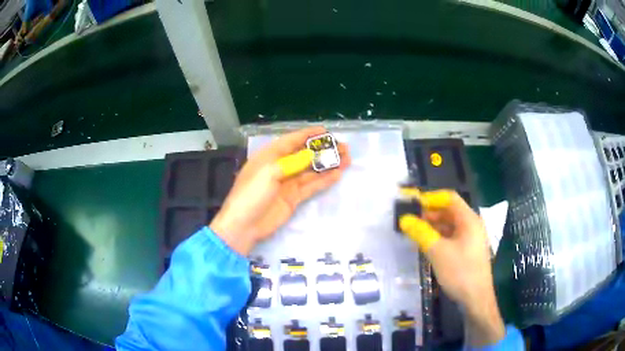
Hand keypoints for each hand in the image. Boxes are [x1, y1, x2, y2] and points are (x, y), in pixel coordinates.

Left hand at [210, 127, 350, 255]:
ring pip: (311, 171)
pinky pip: (311, 186)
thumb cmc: (251, 194)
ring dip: (327, 165)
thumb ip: (292, 162)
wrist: (243, 226)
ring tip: (346, 160)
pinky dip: (323, 180)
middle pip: (305, 155)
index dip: (308, 135)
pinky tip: (337, 174)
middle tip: (343, 148)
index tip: (326, 131)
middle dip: (323, 151)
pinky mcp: (293, 198)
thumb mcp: (269, 173)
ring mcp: (287, 183)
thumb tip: (311, 155)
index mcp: (269, 156)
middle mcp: (279, 167)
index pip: (291, 141)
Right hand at [399, 190, 504, 346]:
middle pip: (450, 211)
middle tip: (412, 221)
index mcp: (469, 220)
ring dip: (434, 227)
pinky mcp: (469, 251)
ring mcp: (472, 239)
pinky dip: (440, 238)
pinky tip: (428, 246)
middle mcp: (472, 225)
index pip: (450, 198)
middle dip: (431, 214)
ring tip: (416, 233)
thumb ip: (421, 233)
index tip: (413, 205)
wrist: (476, 298)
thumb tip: (404, 219)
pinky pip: (453, 237)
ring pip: (451, 226)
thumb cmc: (460, 271)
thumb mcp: (437, 251)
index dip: (431, 198)